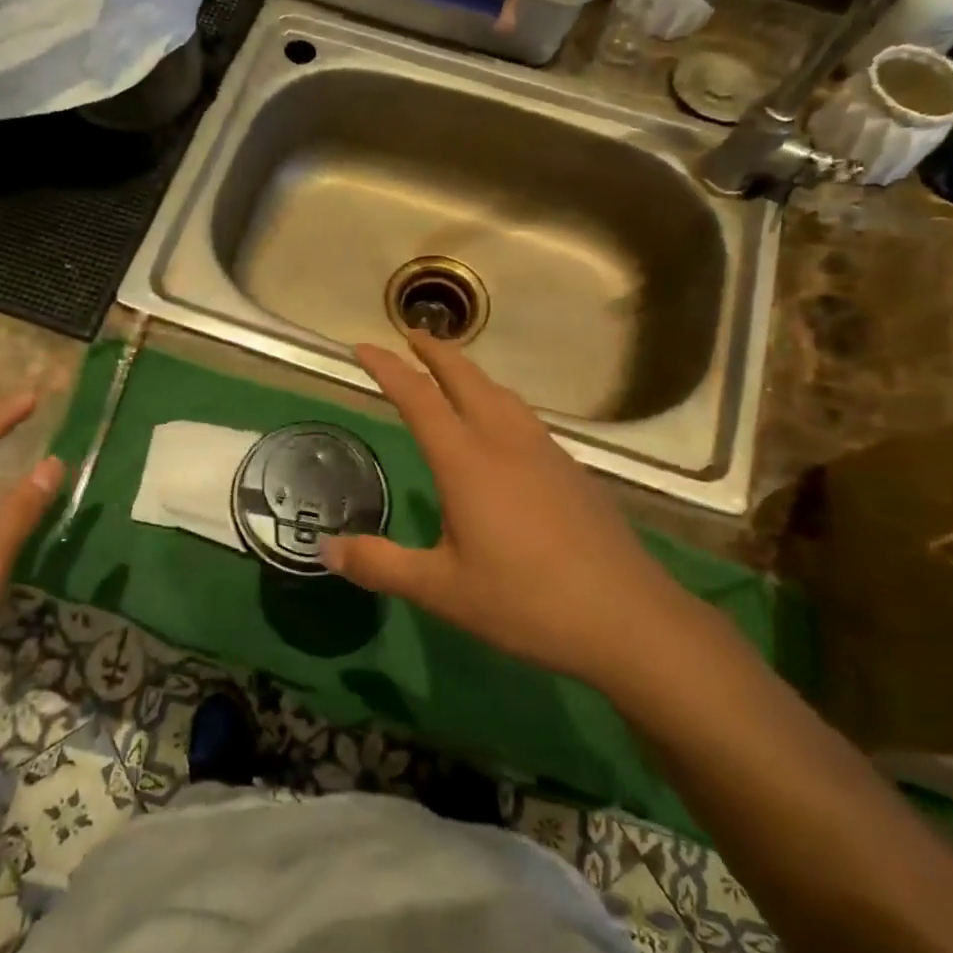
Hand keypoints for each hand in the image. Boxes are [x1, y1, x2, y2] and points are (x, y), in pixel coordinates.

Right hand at [324, 333, 713, 693]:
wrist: (627, 618)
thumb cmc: (525, 601)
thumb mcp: (441, 590)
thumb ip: (380, 564)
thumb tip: (326, 549)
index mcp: (467, 461)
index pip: (418, 398)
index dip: (388, 368)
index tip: (363, 346)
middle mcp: (506, 442)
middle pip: (467, 379)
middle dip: (436, 352)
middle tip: (412, 334)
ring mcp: (546, 453)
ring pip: (502, 395)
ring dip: (471, 374)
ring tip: (454, 372)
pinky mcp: (572, 471)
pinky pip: (526, 419)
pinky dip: (500, 402)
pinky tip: (504, 429)